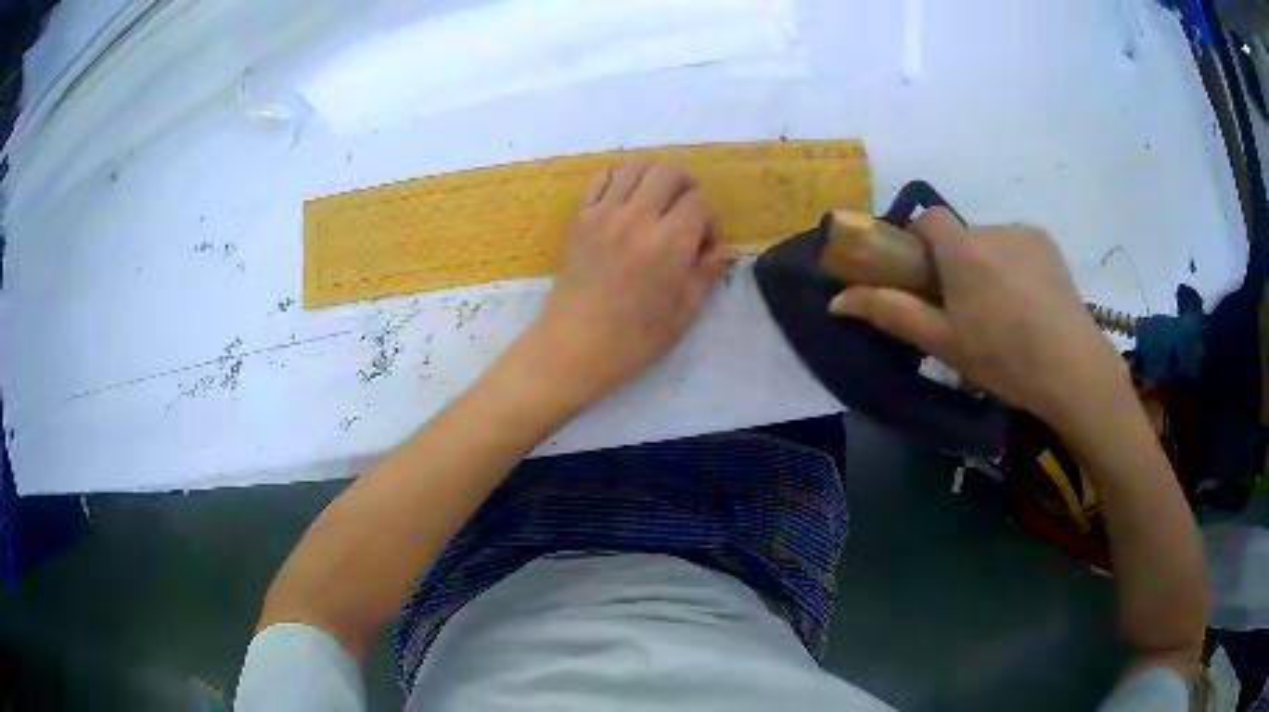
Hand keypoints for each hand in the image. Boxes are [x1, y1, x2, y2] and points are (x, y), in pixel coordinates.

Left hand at [527, 160, 735, 405]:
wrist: (575, 346)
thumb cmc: (635, 337)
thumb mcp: (683, 311)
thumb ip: (707, 272)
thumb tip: (729, 249)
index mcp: (669, 243)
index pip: (699, 202)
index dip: (708, 219)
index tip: (701, 243)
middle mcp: (637, 217)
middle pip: (670, 171)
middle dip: (686, 187)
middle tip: (683, 213)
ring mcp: (604, 213)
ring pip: (636, 166)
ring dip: (653, 178)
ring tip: (655, 203)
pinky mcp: (580, 217)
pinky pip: (601, 178)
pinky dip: (619, 179)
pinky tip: (625, 202)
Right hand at [829, 208, 1130, 429]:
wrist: (1072, 368)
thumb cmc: (1003, 358)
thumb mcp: (943, 343)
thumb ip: (891, 313)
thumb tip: (837, 301)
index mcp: (962, 248)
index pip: (926, 218)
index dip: (919, 242)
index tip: (925, 279)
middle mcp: (992, 228)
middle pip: (960, 236)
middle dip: (956, 264)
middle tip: (967, 313)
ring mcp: (1025, 233)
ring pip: (990, 243)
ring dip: (987, 266)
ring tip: (1004, 315)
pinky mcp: (1049, 245)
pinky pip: (1018, 246)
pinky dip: (1014, 266)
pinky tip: (1028, 305)